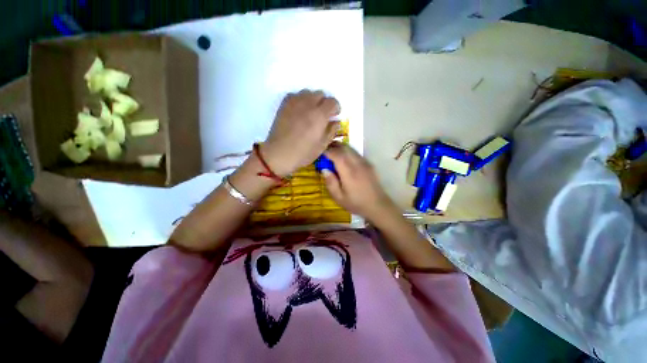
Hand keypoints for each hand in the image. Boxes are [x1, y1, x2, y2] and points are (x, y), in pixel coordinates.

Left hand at [262, 90, 340, 175]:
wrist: (279, 154)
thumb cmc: (303, 153)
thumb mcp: (322, 146)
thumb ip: (331, 131)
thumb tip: (335, 121)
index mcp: (319, 116)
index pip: (333, 102)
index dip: (336, 108)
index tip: (333, 116)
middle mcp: (308, 104)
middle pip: (321, 94)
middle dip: (324, 103)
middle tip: (322, 115)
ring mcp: (294, 103)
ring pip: (308, 92)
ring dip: (312, 100)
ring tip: (310, 113)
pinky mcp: (284, 104)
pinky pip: (295, 95)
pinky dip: (300, 100)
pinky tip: (299, 111)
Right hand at [322, 143, 397, 222]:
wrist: (378, 205)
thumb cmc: (356, 203)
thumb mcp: (339, 198)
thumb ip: (331, 183)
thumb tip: (324, 169)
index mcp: (349, 172)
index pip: (337, 155)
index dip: (327, 151)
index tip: (319, 151)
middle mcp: (357, 164)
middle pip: (344, 148)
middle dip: (333, 146)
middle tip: (324, 149)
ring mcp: (365, 162)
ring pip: (351, 148)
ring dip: (340, 147)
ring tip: (332, 152)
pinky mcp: (369, 164)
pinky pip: (356, 153)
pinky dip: (347, 151)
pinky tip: (343, 158)